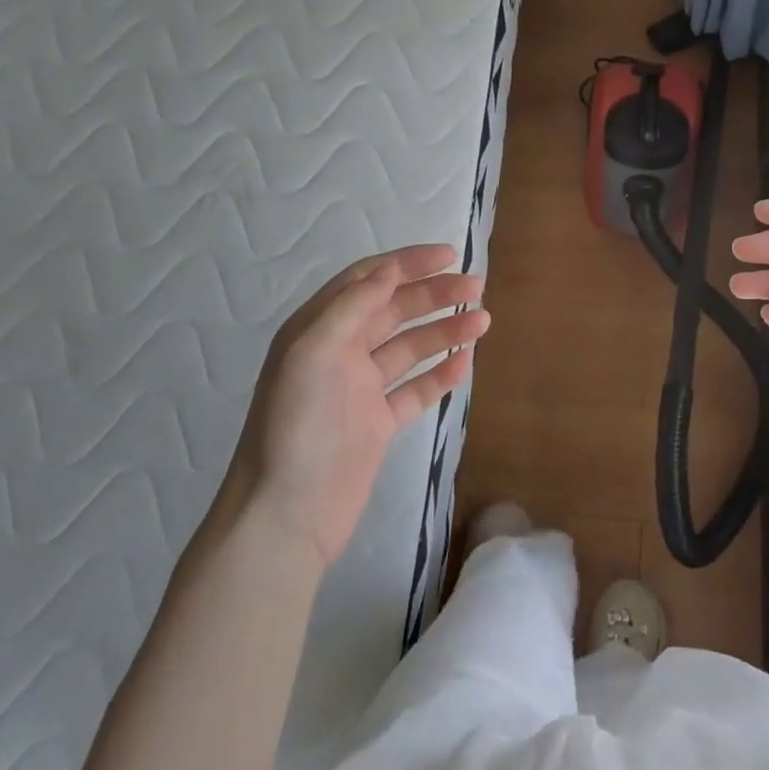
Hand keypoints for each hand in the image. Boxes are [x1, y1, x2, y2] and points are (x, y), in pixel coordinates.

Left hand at [228, 244, 488, 566]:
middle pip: (394, 311)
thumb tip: (390, 268)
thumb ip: (352, 306)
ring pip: (409, 348)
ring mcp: (360, 390)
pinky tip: (464, 362)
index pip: (368, 281)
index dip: (407, 264)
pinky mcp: (377, 424)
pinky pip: (415, 389)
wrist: (286, 514)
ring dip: (444, 331)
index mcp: (319, 329)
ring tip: (483, 321)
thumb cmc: (297, 426)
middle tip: (476, 288)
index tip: (449, 255)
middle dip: (434, 295)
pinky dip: (440, 374)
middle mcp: (340, 353)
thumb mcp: (314, 352)